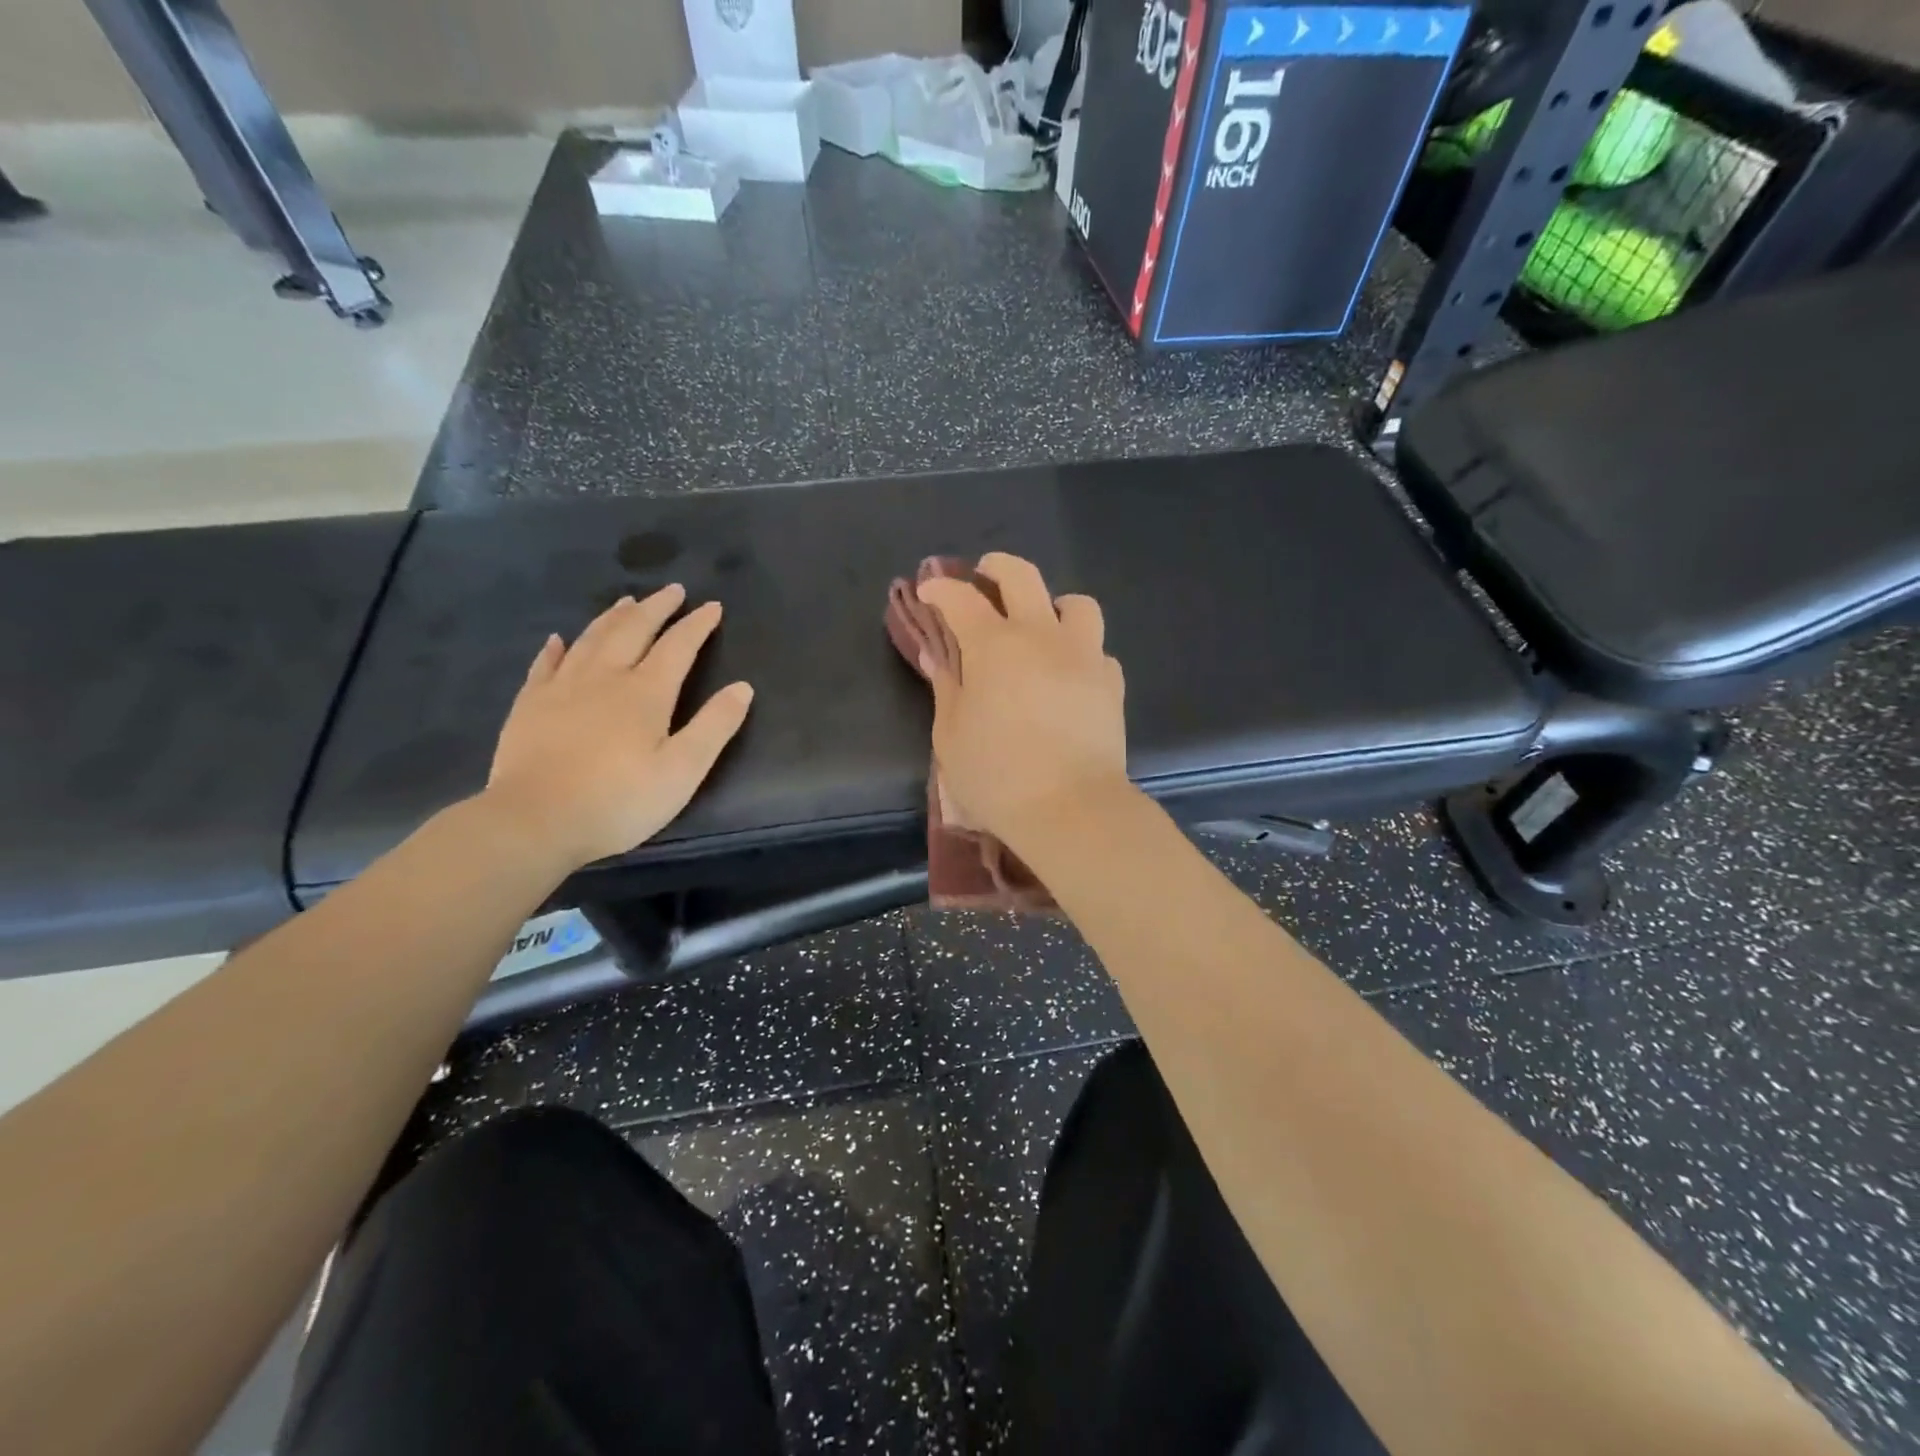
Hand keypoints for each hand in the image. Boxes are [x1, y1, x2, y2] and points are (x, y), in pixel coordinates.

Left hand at [483, 585, 753, 871]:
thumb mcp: (682, 771)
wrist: (534, 821)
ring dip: (613, 617)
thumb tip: (743, 687)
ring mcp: (562, 688)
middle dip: (656, 608)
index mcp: (646, 692)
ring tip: (627, 601)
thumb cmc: (619, 800)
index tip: (712, 606)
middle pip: (633, 631)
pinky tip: (560, 639)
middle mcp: (605, 677)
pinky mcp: (530, 705)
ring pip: (591, 638)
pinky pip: (546, 664)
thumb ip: (714, 726)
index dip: (697, 624)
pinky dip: (557, 647)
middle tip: (672, 590)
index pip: (678, 646)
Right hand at [916, 553, 1128, 845]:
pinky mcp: (1111, 682)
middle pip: (1022, 576)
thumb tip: (938, 655)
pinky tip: (1068, 674)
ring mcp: (1083, 655)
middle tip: (984, 576)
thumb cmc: (996, 776)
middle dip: (997, 567)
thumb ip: (946, 687)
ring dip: (1054, 605)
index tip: (929, 592)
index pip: (961, 599)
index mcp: (993, 646)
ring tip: (1042, 625)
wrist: (1070, 808)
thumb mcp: (952, 735)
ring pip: (1076, 604)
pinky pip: (1097, 650)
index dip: (940, 589)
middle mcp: (1041, 636)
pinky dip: (1079, 652)